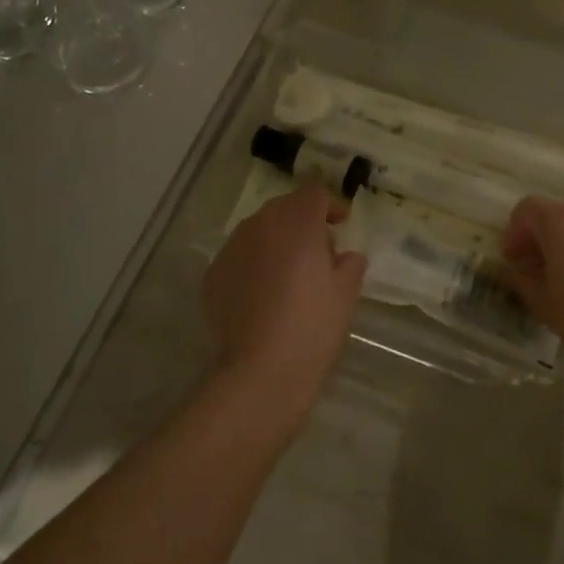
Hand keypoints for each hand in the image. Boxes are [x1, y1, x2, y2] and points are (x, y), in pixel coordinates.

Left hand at [204, 187, 366, 406]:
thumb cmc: (313, 326)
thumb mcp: (346, 294)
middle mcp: (260, 226)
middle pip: (283, 208)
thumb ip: (350, 265)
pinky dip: (254, 265)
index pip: (314, 193)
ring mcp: (231, 249)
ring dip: (276, 242)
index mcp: (297, 223)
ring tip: (290, 274)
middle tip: (320, 251)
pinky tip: (264, 295)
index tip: (342, 225)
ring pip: (258, 231)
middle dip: (303, 221)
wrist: (261, 370)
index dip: (331, 205)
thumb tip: (346, 256)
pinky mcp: (213, 275)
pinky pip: (240, 258)